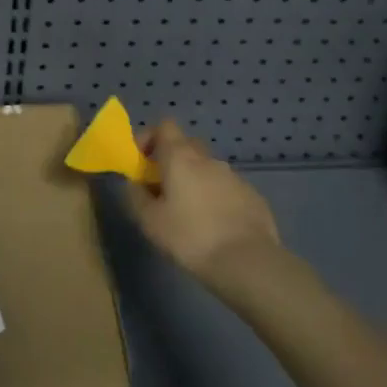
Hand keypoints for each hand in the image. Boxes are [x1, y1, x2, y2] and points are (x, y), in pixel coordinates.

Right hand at [125, 119, 281, 287]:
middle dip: (172, 160)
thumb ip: (136, 196)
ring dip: (195, 181)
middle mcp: (208, 158)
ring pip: (207, 168)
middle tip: (162, 189)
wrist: (247, 261)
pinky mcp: (252, 195)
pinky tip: (215, 226)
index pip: (164, 125)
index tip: (142, 161)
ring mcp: (233, 175)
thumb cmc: (190, 237)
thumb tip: (134, 183)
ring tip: (190, 214)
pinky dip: (216, 197)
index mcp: (180, 157)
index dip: (150, 137)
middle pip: (186, 145)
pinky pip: (226, 187)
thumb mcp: (150, 221)